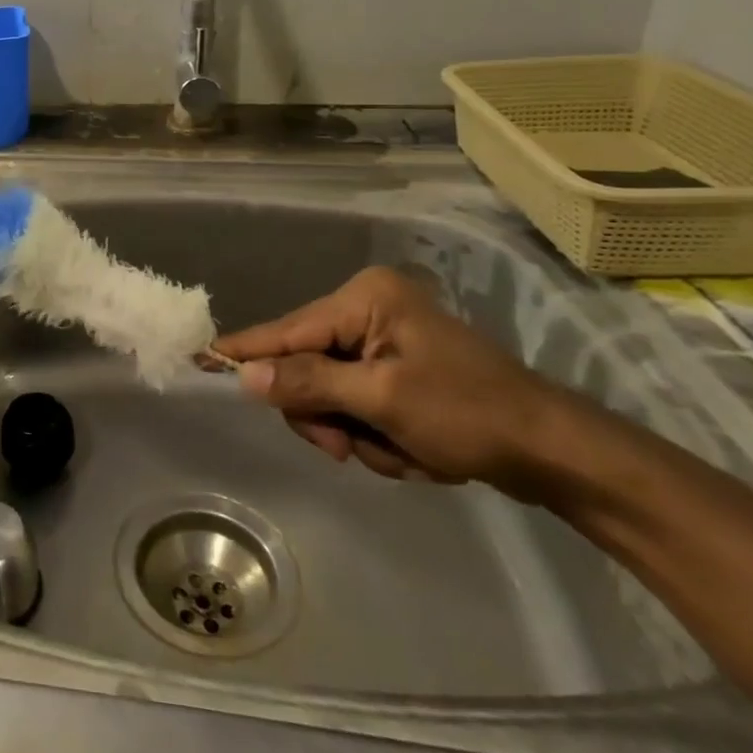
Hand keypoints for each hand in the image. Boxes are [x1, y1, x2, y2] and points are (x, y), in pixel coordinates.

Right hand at [214, 266, 575, 497]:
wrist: (553, 452)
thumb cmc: (469, 414)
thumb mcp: (383, 400)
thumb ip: (309, 383)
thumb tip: (246, 375)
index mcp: (364, 300)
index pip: (287, 330)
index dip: (244, 350)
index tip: (199, 356)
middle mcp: (367, 309)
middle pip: (305, 365)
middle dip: (324, 413)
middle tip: (349, 447)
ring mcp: (383, 340)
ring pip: (328, 392)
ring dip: (353, 431)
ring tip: (397, 452)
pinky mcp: (395, 369)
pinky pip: (355, 402)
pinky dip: (374, 434)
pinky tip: (410, 449)